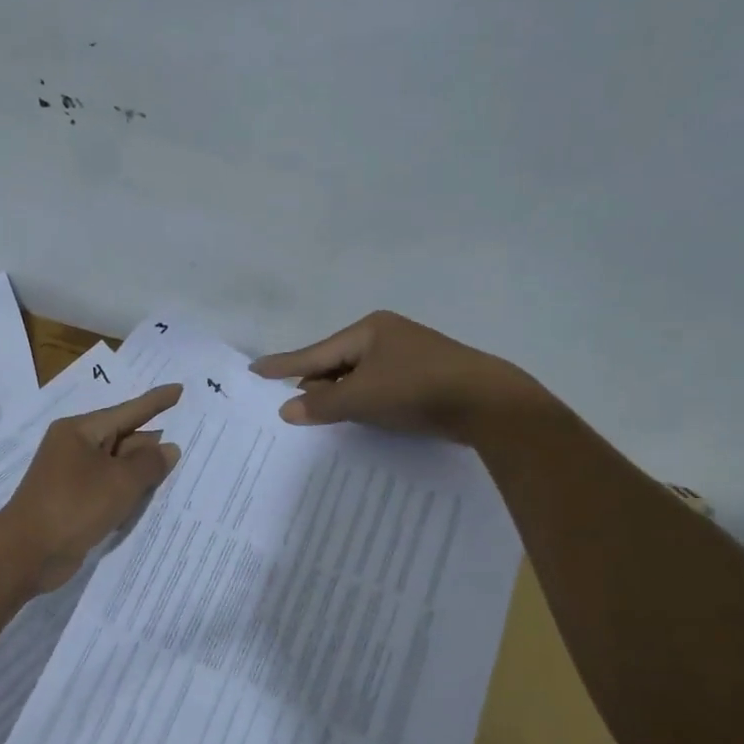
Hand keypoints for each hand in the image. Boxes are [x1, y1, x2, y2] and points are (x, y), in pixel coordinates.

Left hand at [0, 384, 182, 592]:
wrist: (27, 553)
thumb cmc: (74, 506)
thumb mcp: (120, 482)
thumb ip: (149, 463)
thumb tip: (168, 448)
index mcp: (80, 431)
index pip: (128, 411)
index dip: (156, 402)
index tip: (180, 389)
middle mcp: (75, 447)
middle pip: (122, 438)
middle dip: (153, 441)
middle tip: (190, 437)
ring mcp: (72, 476)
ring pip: (117, 466)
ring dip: (143, 470)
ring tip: (179, 467)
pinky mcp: (74, 502)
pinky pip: (109, 488)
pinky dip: (129, 491)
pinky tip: (152, 496)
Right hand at [250, 311, 546, 441]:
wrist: (487, 403)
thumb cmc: (416, 390)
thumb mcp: (361, 398)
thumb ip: (321, 405)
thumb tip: (287, 410)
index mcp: (368, 330)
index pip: (315, 352)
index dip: (284, 364)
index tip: (255, 369)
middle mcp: (387, 335)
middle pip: (337, 361)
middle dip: (314, 382)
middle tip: (288, 400)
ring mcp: (409, 354)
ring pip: (359, 374)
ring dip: (339, 393)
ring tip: (318, 411)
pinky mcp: (426, 375)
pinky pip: (379, 384)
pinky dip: (363, 398)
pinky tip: (358, 413)